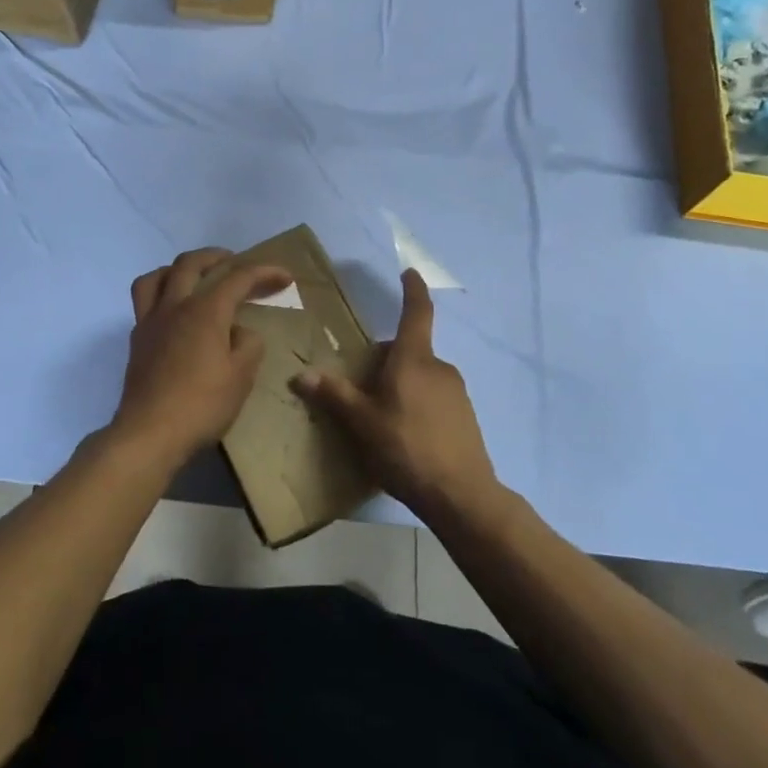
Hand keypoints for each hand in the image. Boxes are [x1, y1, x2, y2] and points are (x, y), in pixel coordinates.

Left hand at [112, 247, 292, 466]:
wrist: (149, 434)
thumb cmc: (201, 405)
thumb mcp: (241, 377)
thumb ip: (249, 345)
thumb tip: (240, 332)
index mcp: (205, 311)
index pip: (238, 278)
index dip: (264, 272)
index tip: (285, 276)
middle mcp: (175, 306)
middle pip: (191, 263)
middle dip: (217, 256)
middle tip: (235, 262)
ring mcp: (151, 321)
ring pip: (158, 275)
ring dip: (179, 268)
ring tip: (194, 276)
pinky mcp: (137, 340)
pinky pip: (144, 299)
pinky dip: (161, 291)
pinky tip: (173, 311)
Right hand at [292, 269, 499, 522]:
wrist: (461, 495)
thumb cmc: (406, 448)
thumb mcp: (362, 423)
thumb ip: (334, 396)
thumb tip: (302, 374)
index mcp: (414, 359)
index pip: (416, 312)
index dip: (412, 290)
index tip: (409, 272)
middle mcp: (439, 368)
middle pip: (408, 351)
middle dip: (385, 360)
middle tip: (360, 386)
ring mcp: (456, 392)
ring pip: (420, 376)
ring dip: (400, 385)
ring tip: (379, 417)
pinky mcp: (465, 416)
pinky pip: (433, 398)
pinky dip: (416, 404)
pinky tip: (404, 436)